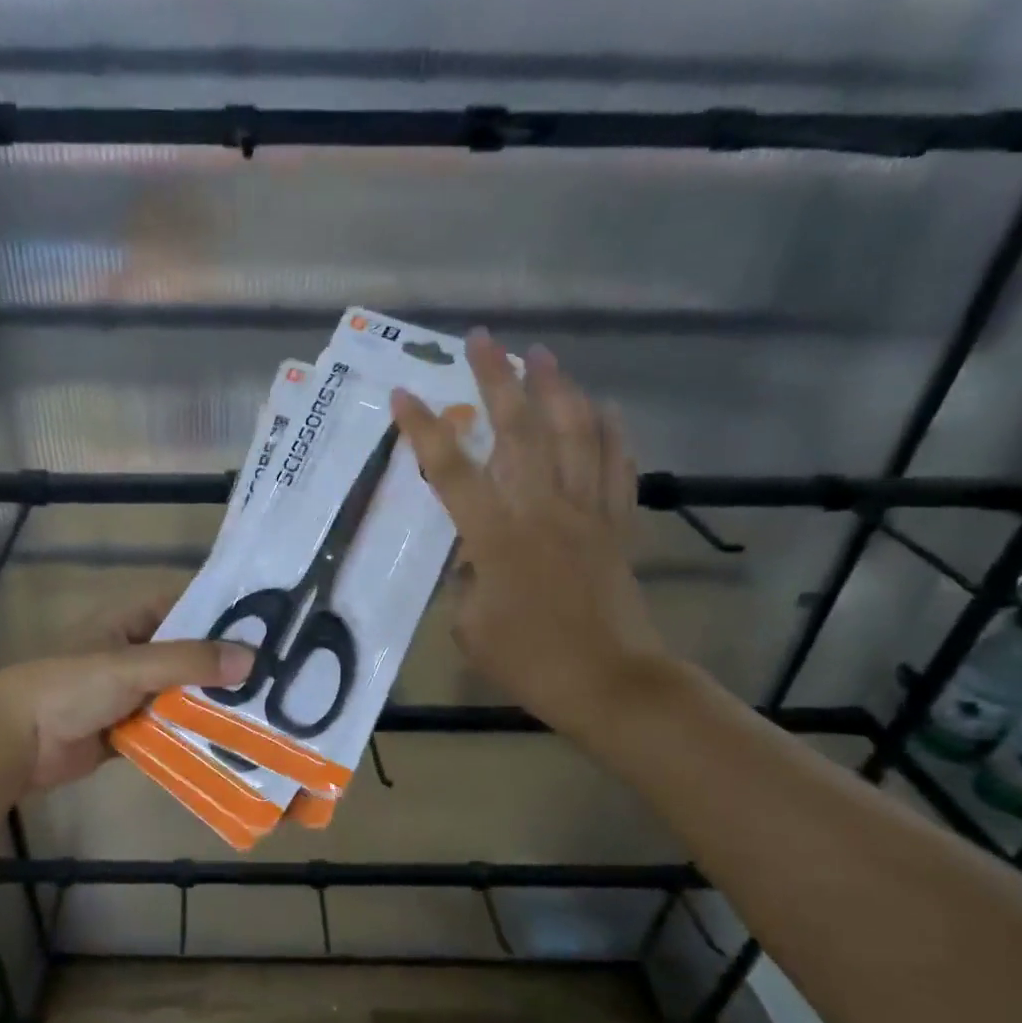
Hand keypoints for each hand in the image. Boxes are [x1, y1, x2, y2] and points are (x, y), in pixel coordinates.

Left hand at [0, 597, 252, 793]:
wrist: (16, 741)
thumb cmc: (71, 686)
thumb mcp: (132, 666)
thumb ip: (189, 662)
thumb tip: (252, 659)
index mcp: (129, 622)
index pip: (185, 607)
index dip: (222, 613)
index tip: (268, 626)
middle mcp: (134, 652)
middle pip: (188, 654)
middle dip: (224, 665)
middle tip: (278, 675)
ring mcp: (131, 693)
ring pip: (181, 693)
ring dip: (211, 703)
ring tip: (265, 709)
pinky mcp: (128, 729)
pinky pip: (168, 727)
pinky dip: (192, 733)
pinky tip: (230, 742)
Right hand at [391, 331, 671, 742]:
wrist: (610, 682)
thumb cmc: (528, 660)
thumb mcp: (469, 626)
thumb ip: (465, 581)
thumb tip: (474, 557)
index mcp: (496, 537)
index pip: (451, 471)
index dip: (424, 430)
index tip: (404, 394)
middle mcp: (542, 510)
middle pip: (519, 431)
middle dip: (496, 379)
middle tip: (482, 340)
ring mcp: (586, 512)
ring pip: (575, 434)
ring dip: (557, 388)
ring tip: (541, 354)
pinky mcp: (618, 524)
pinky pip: (617, 465)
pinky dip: (610, 430)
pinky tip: (602, 406)